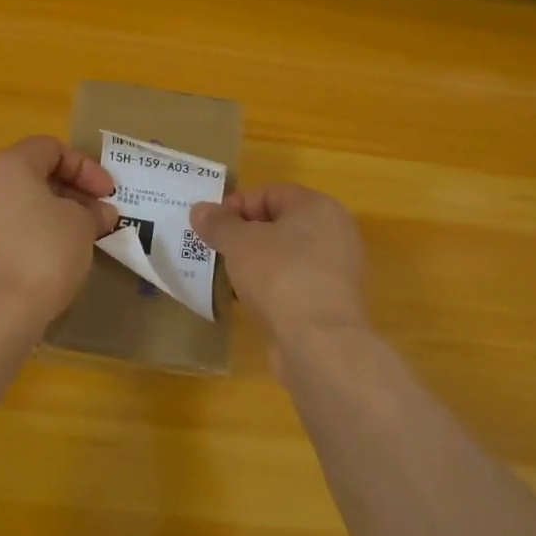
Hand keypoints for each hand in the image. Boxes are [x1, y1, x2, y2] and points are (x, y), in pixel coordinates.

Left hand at [0, 137, 119, 323]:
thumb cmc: (42, 252)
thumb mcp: (81, 226)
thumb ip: (93, 213)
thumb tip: (100, 213)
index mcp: (9, 166)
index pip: (50, 148)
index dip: (85, 167)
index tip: (108, 194)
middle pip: (31, 178)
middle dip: (69, 195)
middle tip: (96, 219)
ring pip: (17, 210)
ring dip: (49, 220)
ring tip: (76, 245)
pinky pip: (3, 239)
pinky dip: (28, 244)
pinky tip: (47, 269)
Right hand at [191, 185, 367, 358]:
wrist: (319, 343)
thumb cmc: (279, 275)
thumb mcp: (238, 243)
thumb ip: (218, 223)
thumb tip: (200, 210)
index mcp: (317, 207)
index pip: (270, 193)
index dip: (236, 205)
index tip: (210, 226)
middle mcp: (334, 232)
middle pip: (279, 224)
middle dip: (244, 236)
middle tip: (215, 249)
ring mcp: (336, 270)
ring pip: (286, 256)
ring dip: (255, 263)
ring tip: (226, 277)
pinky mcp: (331, 303)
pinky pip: (294, 284)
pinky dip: (271, 288)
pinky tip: (247, 301)